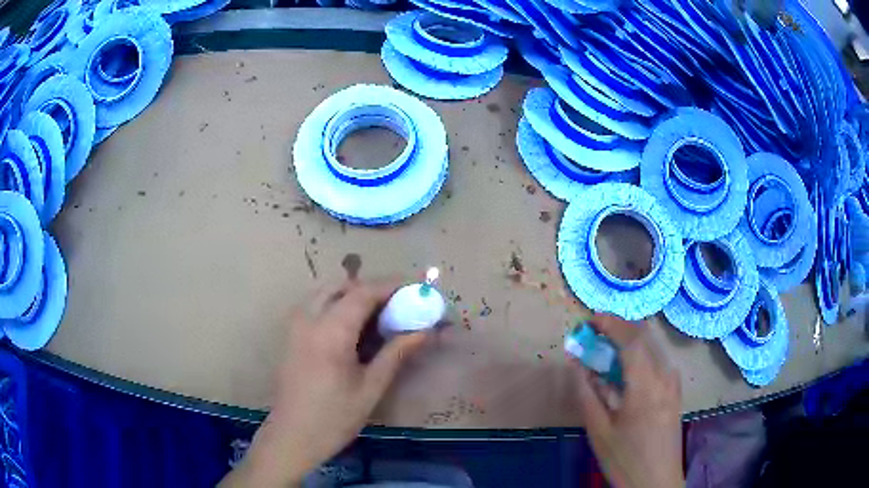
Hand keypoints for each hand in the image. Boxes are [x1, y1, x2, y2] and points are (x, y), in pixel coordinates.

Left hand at [220, 279, 428, 486]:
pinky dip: (336, 305)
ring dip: (352, 295)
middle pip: (342, 286)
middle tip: (396, 304)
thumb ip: (396, 353)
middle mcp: (309, 319)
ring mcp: (295, 325)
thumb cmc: (335, 417)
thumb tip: (424, 331)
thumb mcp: (371, 388)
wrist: (293, 436)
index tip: (414, 289)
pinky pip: (315, 306)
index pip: (363, 293)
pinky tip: (351, 329)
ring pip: (325, 293)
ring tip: (376, 316)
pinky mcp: (290, 335)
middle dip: (371, 289)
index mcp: (330, 332)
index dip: (390, 286)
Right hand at [573, 314, 683, 487]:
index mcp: (646, 385)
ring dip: (628, 342)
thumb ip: (587, 393)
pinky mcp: (676, 390)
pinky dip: (639, 356)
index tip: (590, 320)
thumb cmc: (624, 459)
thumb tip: (576, 363)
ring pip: (652, 347)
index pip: (631, 339)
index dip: (610, 323)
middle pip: (644, 337)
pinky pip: (658, 361)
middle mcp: (665, 375)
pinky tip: (626, 373)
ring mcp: (674, 382)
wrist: (656, 482)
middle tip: (594, 335)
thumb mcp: (599, 431)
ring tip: (606, 353)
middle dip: (618, 328)